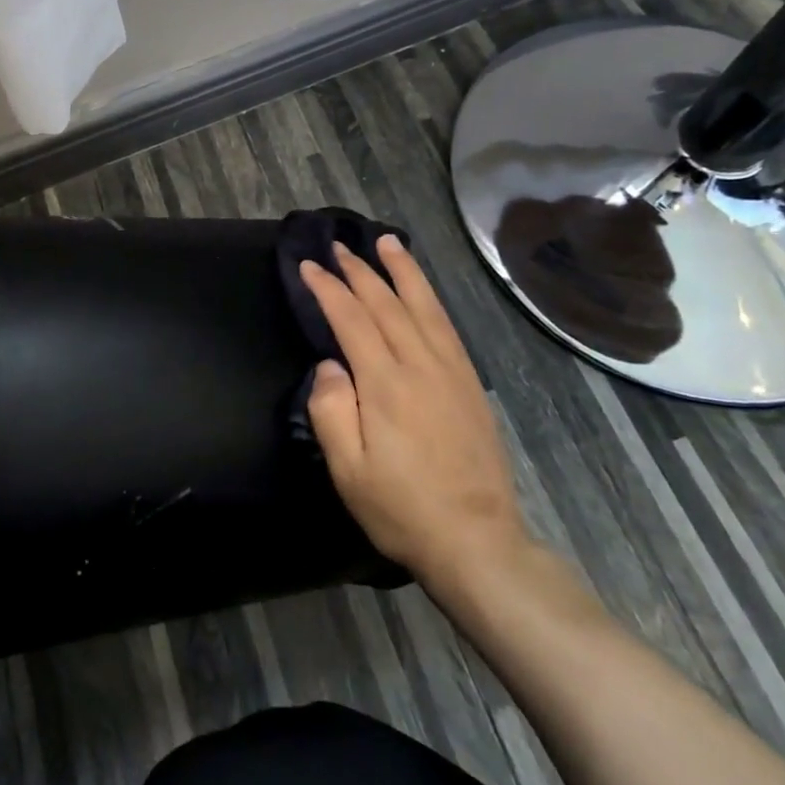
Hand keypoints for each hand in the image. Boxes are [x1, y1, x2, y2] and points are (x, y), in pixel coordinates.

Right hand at [299, 238, 527, 585]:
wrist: (477, 541)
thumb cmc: (401, 508)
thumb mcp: (348, 470)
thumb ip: (330, 410)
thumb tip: (330, 364)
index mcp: (385, 383)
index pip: (351, 319)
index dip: (328, 289)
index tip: (308, 266)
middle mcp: (420, 365)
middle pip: (386, 303)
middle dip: (359, 271)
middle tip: (337, 247)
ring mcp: (451, 371)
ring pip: (423, 305)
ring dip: (402, 270)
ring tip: (386, 242)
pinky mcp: (469, 383)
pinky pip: (446, 325)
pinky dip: (430, 297)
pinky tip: (421, 290)